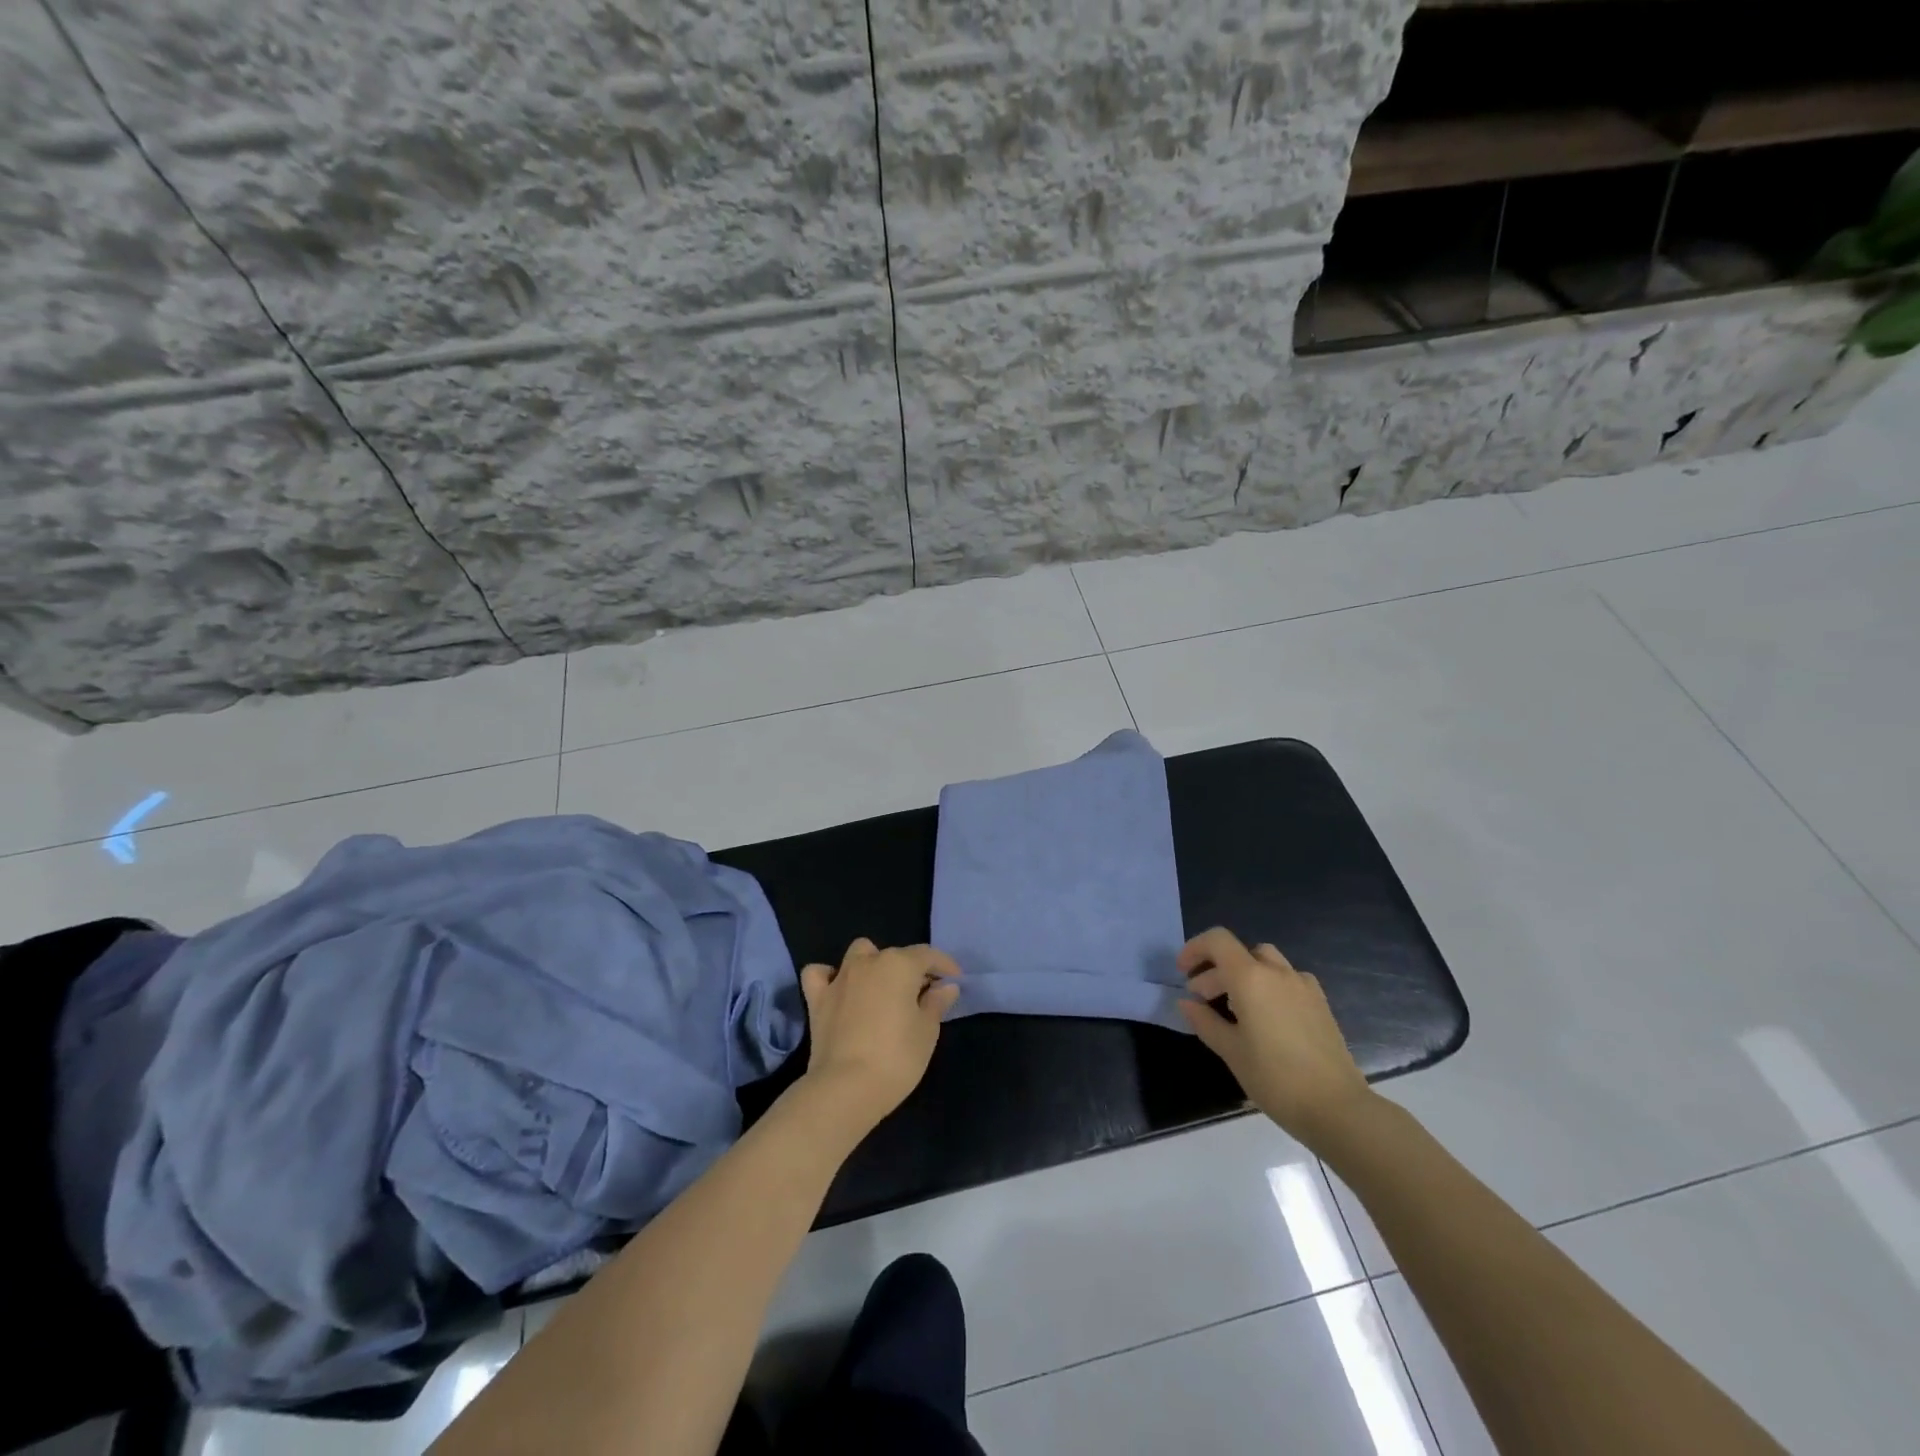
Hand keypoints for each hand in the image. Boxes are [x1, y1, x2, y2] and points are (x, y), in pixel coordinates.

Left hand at [799, 939, 960, 1123]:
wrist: (845, 1088)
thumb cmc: (896, 1057)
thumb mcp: (927, 1031)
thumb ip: (936, 1003)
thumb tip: (945, 986)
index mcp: (899, 965)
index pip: (928, 955)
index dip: (944, 966)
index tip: (955, 981)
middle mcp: (869, 962)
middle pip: (896, 955)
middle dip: (912, 970)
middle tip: (924, 996)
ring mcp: (840, 978)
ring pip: (859, 954)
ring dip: (873, 964)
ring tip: (883, 989)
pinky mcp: (817, 999)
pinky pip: (820, 974)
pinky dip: (830, 976)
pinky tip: (839, 989)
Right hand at [1177, 928, 1374, 1150]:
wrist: (1337, 1107)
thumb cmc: (1274, 1078)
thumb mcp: (1230, 1051)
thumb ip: (1204, 1021)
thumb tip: (1187, 1003)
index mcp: (1251, 977)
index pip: (1217, 941)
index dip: (1195, 949)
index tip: (1183, 973)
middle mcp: (1278, 972)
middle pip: (1240, 953)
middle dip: (1216, 970)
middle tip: (1202, 999)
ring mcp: (1303, 986)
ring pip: (1265, 963)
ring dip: (1243, 975)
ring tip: (1234, 1008)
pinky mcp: (1320, 1003)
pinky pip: (1287, 979)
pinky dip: (1269, 986)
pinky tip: (1267, 1017)